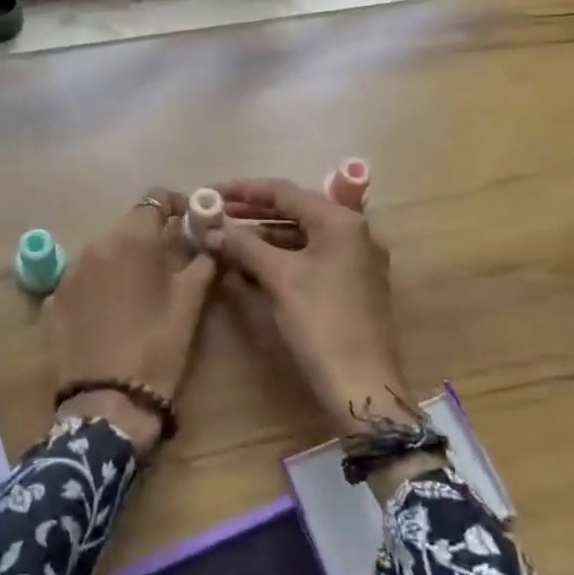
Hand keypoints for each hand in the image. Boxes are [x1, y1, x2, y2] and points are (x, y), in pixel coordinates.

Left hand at [44, 188, 218, 456]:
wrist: (106, 401)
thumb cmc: (156, 348)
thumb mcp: (189, 305)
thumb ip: (201, 264)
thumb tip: (210, 243)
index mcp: (132, 240)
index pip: (155, 198)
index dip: (176, 205)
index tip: (190, 223)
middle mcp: (96, 245)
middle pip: (128, 226)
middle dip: (151, 237)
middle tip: (171, 263)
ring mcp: (71, 272)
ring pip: (104, 252)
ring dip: (124, 261)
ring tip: (140, 291)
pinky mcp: (55, 298)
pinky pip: (84, 278)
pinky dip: (101, 284)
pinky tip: (112, 312)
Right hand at [206, 178, 414, 433]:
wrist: (362, 383)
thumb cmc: (321, 322)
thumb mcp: (279, 278)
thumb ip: (244, 246)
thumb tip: (212, 229)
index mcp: (340, 222)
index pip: (285, 192)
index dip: (244, 190)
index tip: (211, 192)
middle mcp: (352, 233)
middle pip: (294, 211)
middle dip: (252, 212)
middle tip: (215, 213)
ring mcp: (354, 259)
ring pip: (301, 236)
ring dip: (264, 236)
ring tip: (226, 238)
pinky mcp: (349, 284)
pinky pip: (309, 257)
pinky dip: (280, 256)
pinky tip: (251, 263)